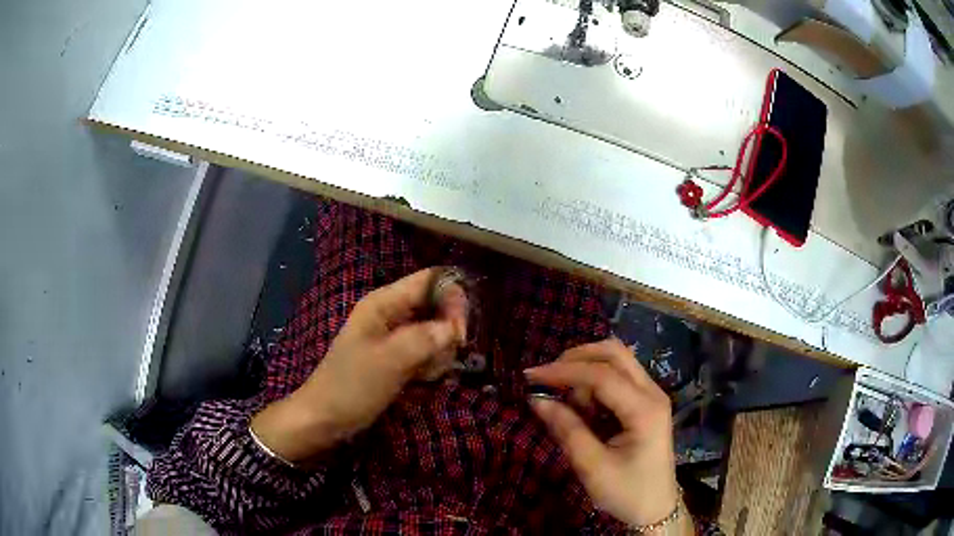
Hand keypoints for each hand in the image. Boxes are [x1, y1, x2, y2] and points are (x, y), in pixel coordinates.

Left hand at [251, 268, 466, 462]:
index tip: (461, 332)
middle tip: (439, 360)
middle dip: (446, 332)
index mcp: (384, 302)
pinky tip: (421, 381)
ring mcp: (395, 336)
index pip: (430, 280)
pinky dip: (430, 366)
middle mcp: (392, 313)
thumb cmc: (351, 386)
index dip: (452, 297)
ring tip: (424, 375)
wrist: (325, 418)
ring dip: (439, 354)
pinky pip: (427, 352)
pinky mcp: (398, 357)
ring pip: (436, 332)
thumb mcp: (388, 361)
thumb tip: (455, 327)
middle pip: (437, 306)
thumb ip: (424, 339)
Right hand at [526, 339, 683, 529]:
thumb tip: (536, 399)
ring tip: (568, 403)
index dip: (564, 371)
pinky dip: (594, 384)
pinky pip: (618, 378)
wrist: (655, 509)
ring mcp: (652, 396)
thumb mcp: (592, 467)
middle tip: (548, 378)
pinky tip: (583, 408)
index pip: (602, 375)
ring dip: (586, 371)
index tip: (531, 376)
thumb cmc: (626, 492)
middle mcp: (652, 393)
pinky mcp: (645, 403)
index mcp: (645, 410)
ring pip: (617, 362)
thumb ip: (566, 430)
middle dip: (577, 358)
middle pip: (614, 353)